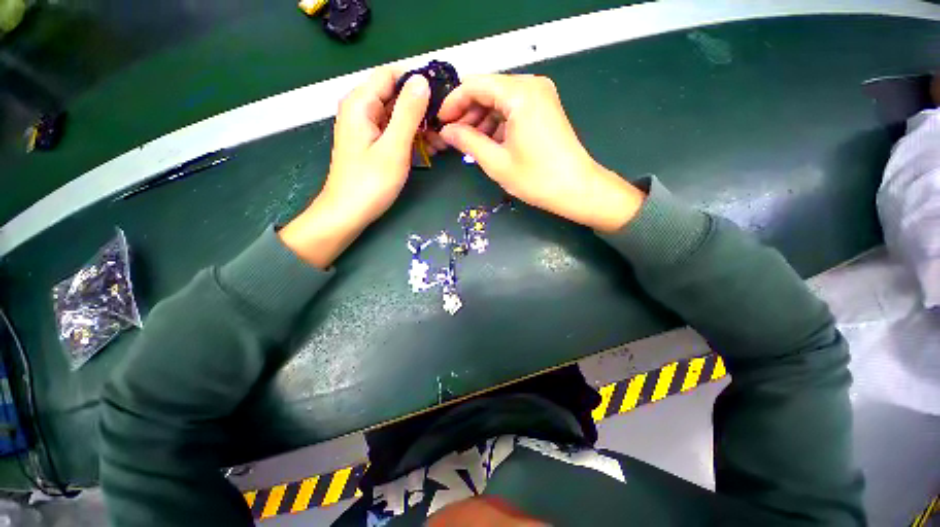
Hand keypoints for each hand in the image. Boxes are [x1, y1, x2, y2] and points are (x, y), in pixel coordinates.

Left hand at [280, 68, 429, 268]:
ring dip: (420, 125)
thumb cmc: (370, 183)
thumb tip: (422, 80)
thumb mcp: (393, 147)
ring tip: (441, 143)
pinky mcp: (371, 142)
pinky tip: (429, 149)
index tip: (442, 101)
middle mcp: (360, 108)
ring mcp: (365, 126)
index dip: (418, 83)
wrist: (348, 213)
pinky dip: (411, 137)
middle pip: (396, 94)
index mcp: (360, 102)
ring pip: (397, 114)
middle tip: (445, 128)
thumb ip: (408, 112)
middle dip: (422, 109)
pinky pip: (394, 130)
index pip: (392, 74)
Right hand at [437, 74, 644, 232]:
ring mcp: (540, 95)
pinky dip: (497, 123)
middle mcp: (531, 85)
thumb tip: (446, 131)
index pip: (474, 85)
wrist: (576, 189)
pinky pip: (512, 109)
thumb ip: (467, 141)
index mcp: (519, 93)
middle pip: (487, 90)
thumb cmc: (536, 178)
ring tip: (469, 144)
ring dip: (481, 120)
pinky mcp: (544, 108)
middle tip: (453, 137)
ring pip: (499, 100)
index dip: (453, 103)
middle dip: (467, 113)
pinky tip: (489, 142)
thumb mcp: (496, 162)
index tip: (440, 123)